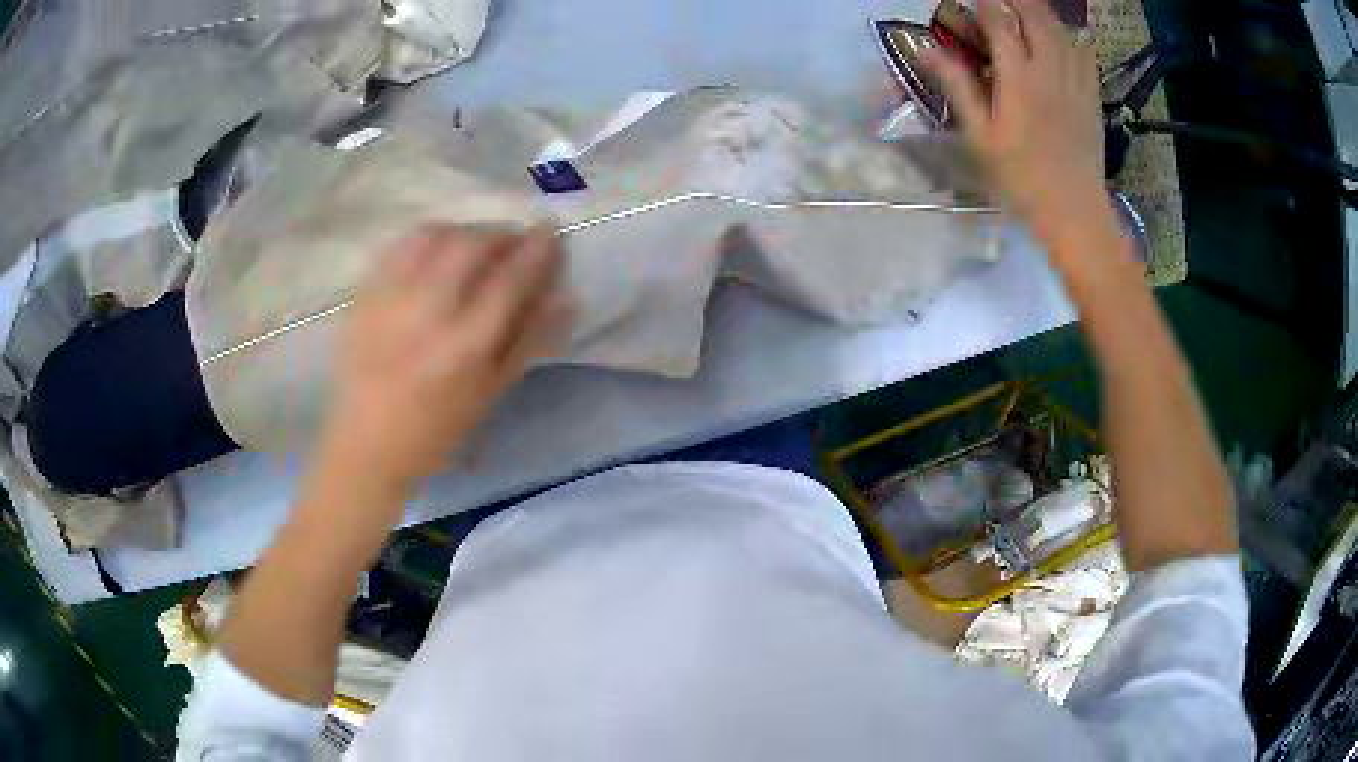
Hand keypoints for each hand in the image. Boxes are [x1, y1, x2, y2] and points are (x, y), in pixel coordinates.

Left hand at [320, 226, 567, 493]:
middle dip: (500, 234)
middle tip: (513, 241)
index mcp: (465, 347)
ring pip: (435, 235)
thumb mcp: (492, 393)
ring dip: (465, 231)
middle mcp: (427, 313)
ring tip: (475, 244)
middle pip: (471, 245)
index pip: (510, 279)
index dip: (537, 249)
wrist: (368, 443)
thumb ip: (530, 339)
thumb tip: (567, 296)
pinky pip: (401, 245)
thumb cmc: (438, 429)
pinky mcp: (364, 294)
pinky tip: (437, 250)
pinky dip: (428, 237)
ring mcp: (390, 298)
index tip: (550, 232)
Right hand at [923, 0, 1109, 250]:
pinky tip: (1060, 43)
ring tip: (1025, 16)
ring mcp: (1076, 80)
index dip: (982, 4)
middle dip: (1014, 1)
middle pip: (1034, 14)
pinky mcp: (1092, 94)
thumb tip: (926, 49)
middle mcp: (1049, 69)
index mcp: (1018, 77)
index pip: (998, 19)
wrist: (1074, 212)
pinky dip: (1069, 38)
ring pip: (1060, 28)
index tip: (971, 4)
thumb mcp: (981, 137)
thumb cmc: (1021, 179)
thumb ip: (957, 86)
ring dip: (1040, 15)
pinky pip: (1085, 52)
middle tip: (1000, 5)